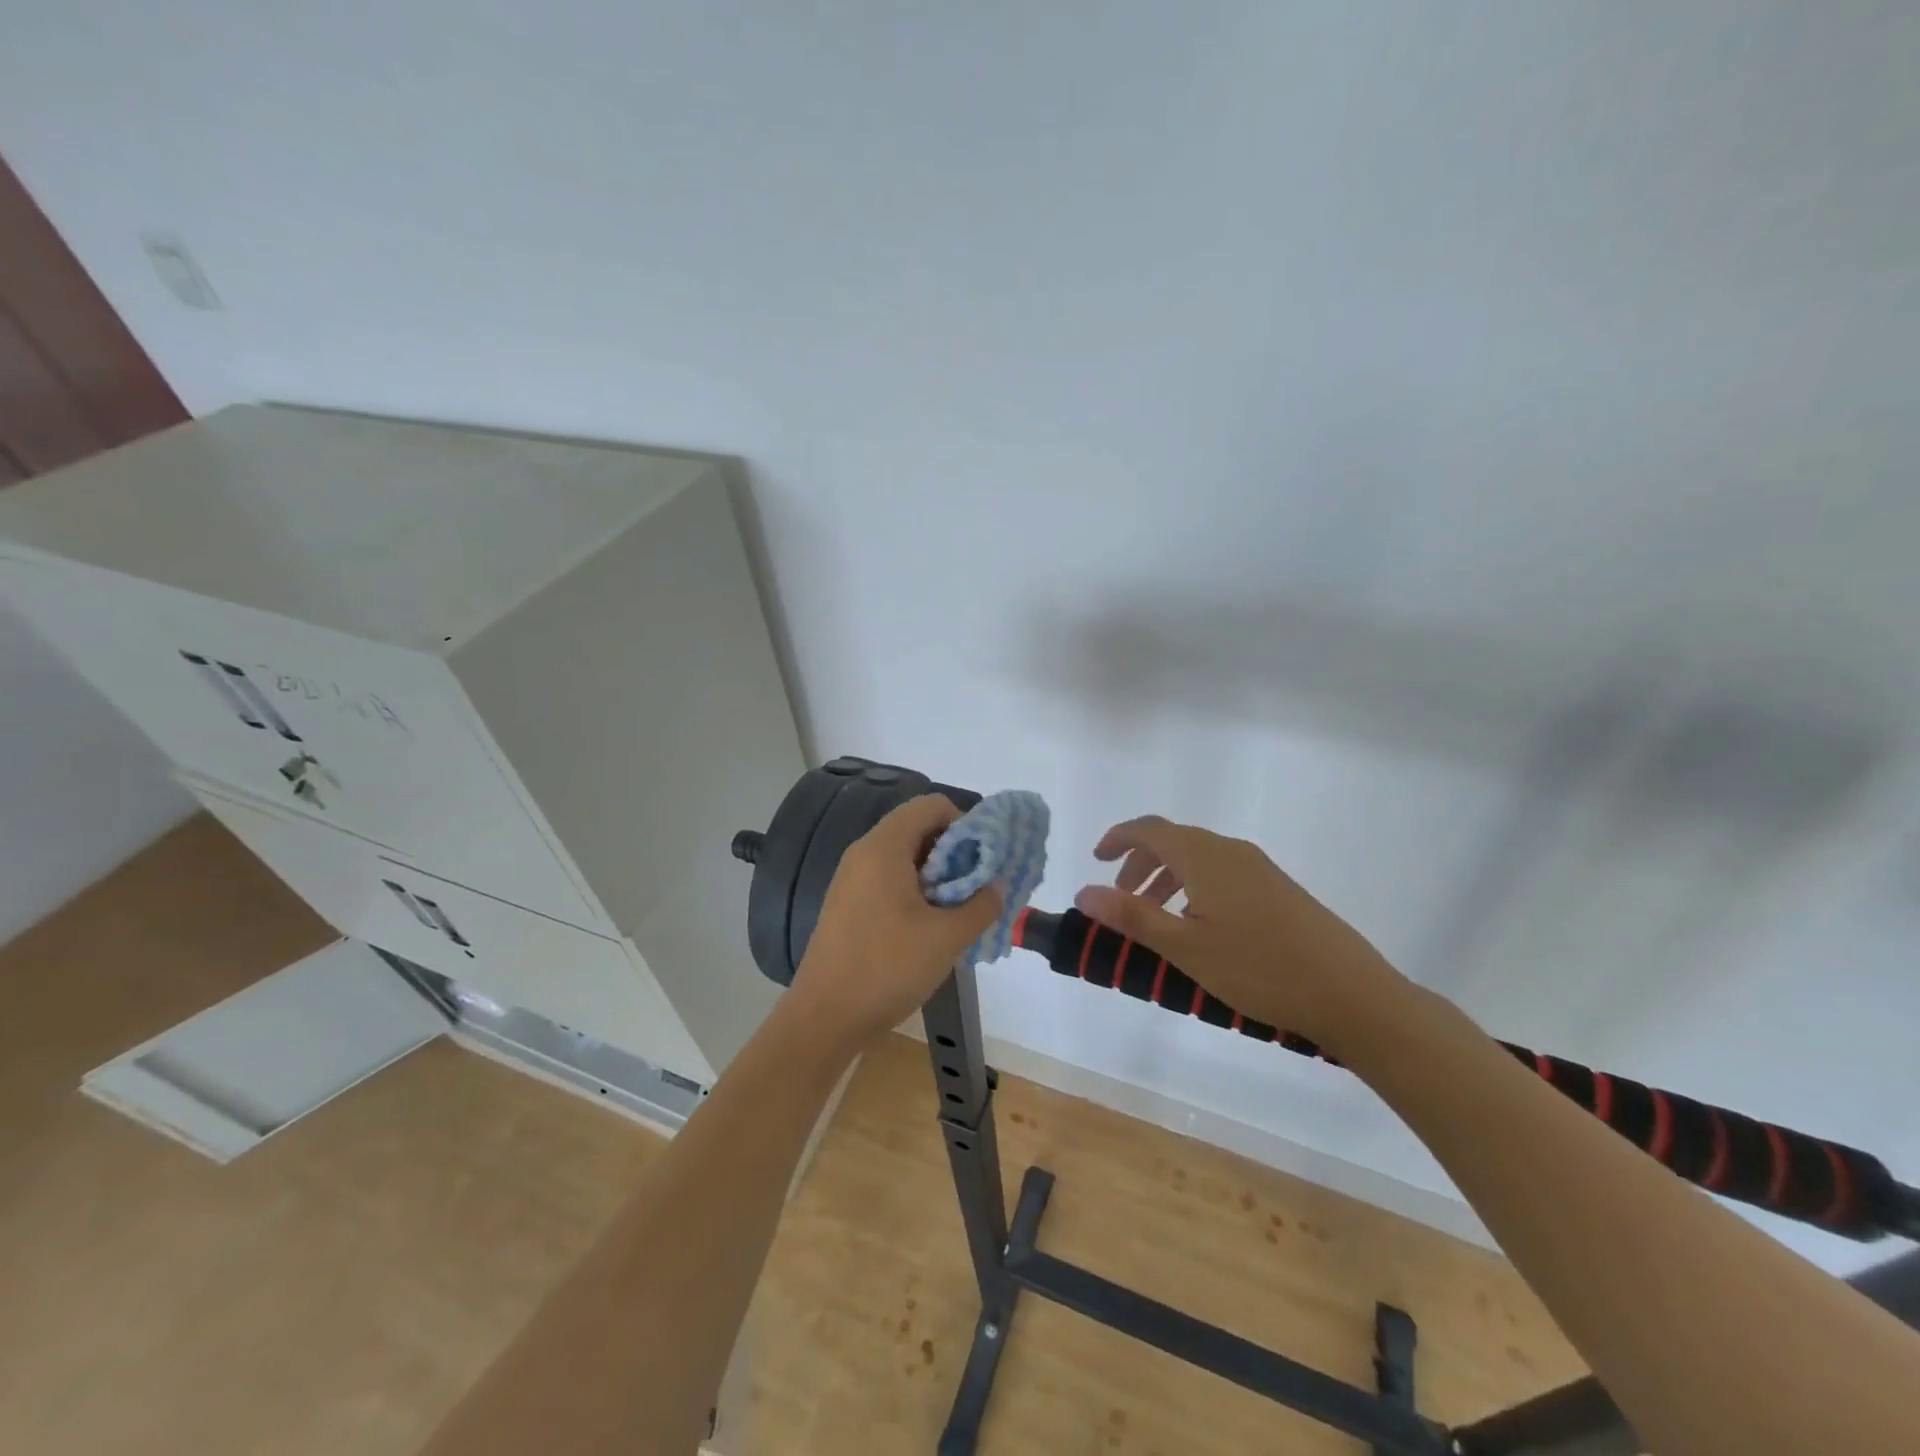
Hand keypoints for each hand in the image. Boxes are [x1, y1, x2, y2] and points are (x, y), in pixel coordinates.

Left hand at [790, 794, 1001, 1050]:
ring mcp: (851, 879)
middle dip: (953, 850)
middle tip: (976, 885)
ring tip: (959, 907)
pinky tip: (930, 924)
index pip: (930, 806)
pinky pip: (887, 878)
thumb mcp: (947, 938)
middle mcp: (863, 853)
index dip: (964, 822)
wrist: (824, 1017)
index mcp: (884, 848)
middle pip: (916, 828)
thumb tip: (997, 886)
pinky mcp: (847, 903)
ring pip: (903, 856)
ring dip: (936, 873)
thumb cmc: (887, 968)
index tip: (984, 857)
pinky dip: (915, 889)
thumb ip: (981, 906)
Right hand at [1074, 815, 1410, 1055]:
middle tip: (1120, 899)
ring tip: (1156, 918)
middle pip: (1174, 841)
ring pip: (1199, 859)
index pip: (1150, 829)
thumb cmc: (1259, 968)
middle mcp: (1231, 851)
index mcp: (1204, 856)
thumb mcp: (1185, 946)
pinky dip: (1195, 888)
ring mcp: (1259, 869)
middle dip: (1140, 864)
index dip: (1118, 838)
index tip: (1096, 859)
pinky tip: (1200, 928)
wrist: (1351, 994)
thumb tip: (1083, 892)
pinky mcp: (1278, 889)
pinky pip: (1222, 874)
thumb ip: (1131, 916)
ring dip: (1167, 879)